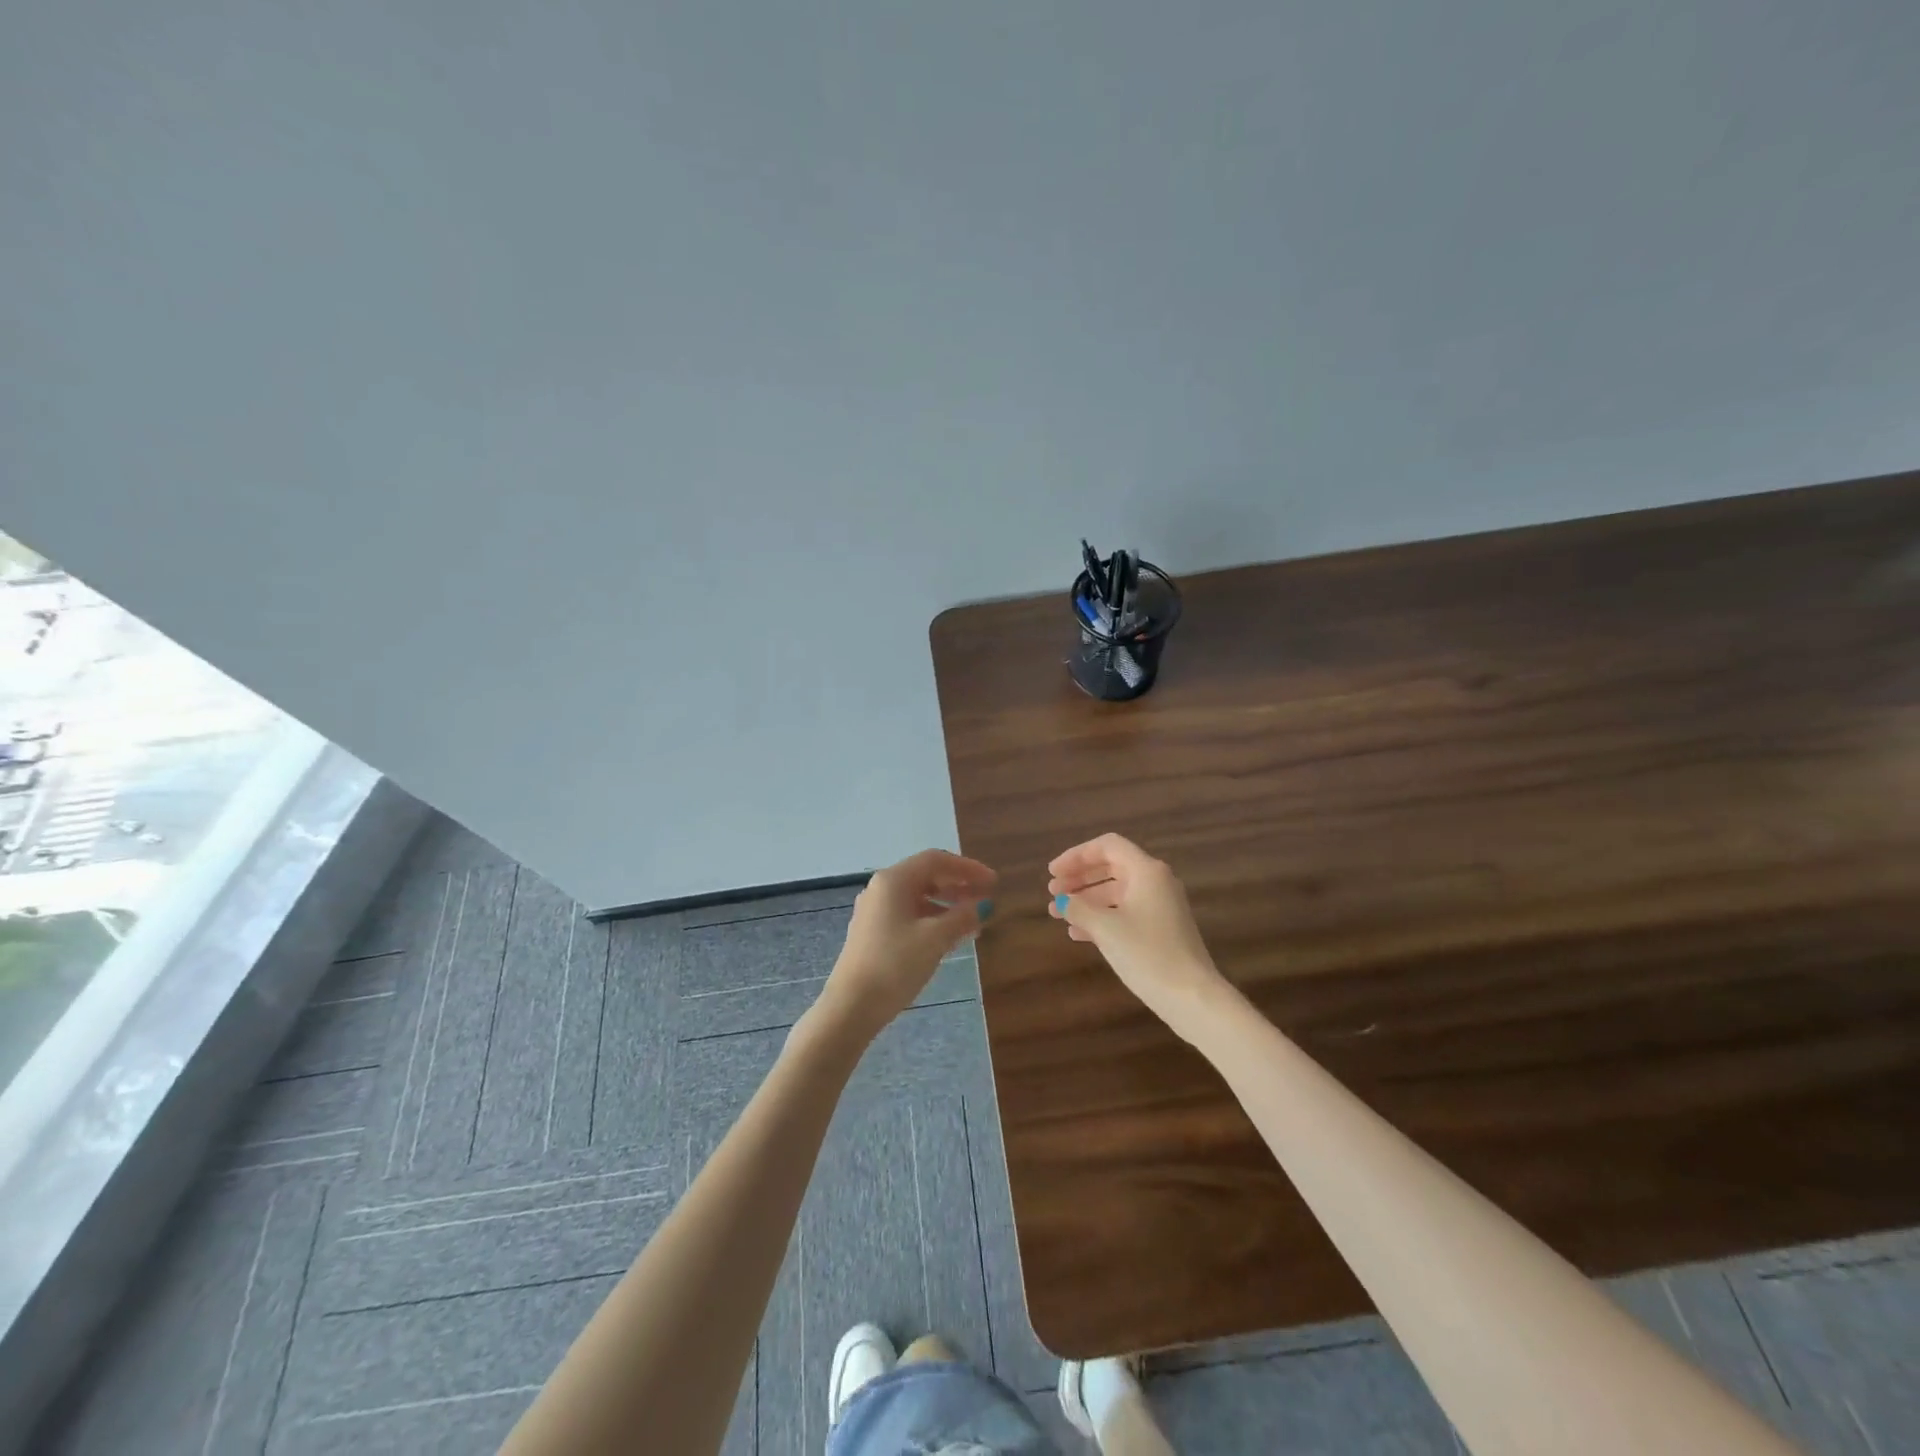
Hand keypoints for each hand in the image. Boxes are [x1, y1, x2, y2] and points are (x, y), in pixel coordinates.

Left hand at [820, 849, 996, 1036]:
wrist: (851, 1006)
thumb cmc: (895, 964)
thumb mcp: (935, 939)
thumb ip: (962, 917)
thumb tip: (983, 905)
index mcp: (894, 880)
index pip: (935, 860)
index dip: (967, 868)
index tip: (993, 882)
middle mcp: (882, 889)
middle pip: (926, 876)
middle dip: (958, 885)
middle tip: (986, 898)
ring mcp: (875, 912)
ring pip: (918, 898)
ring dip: (947, 905)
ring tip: (973, 921)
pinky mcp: (873, 933)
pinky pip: (909, 915)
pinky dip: (932, 920)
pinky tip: (949, 937)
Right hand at [1048, 833, 1234, 1042]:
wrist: (1191, 997)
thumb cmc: (1147, 954)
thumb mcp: (1106, 928)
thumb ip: (1079, 908)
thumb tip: (1063, 901)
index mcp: (1146, 871)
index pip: (1107, 846)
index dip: (1076, 855)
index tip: (1053, 872)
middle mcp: (1156, 882)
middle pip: (1111, 867)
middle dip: (1079, 878)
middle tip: (1052, 891)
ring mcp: (1160, 906)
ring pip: (1116, 892)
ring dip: (1086, 900)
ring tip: (1057, 914)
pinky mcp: (1161, 929)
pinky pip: (1125, 912)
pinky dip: (1101, 917)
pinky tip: (1077, 934)